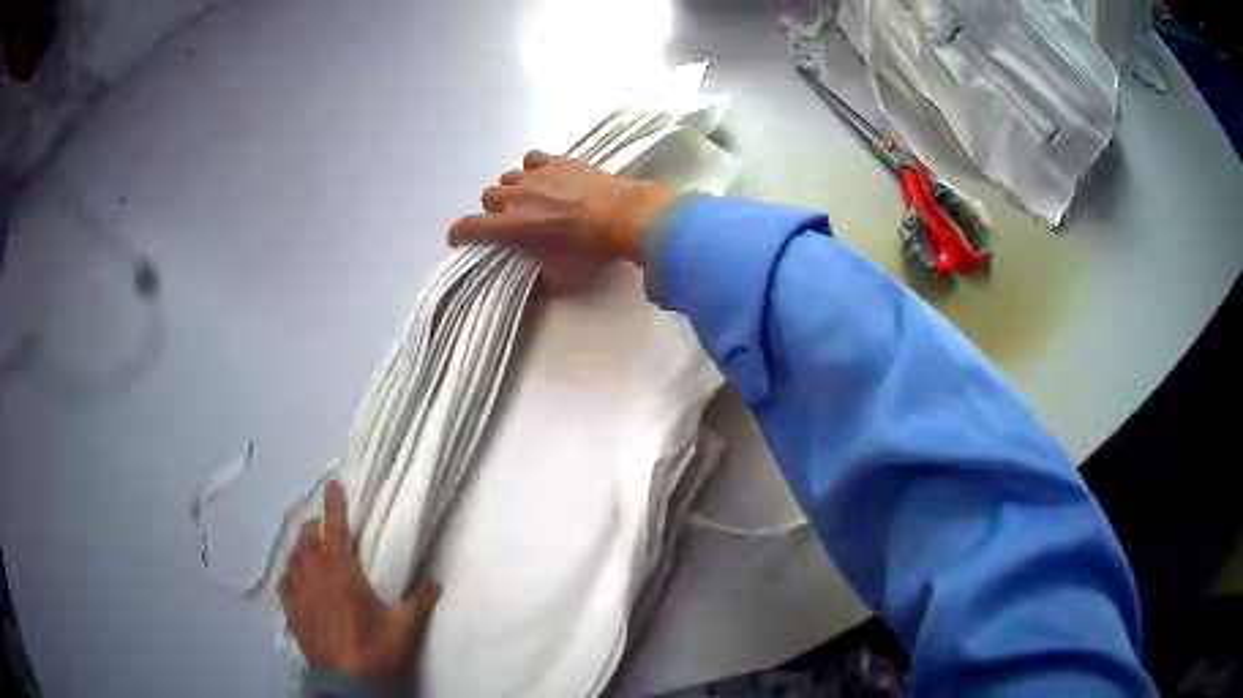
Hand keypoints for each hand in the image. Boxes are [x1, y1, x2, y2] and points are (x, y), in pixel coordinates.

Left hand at [280, 480, 438, 685]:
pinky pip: (284, 582)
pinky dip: (289, 573)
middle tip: (323, 526)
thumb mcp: (404, 627)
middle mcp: (315, 576)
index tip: (332, 483)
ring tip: (308, 547)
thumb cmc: (375, 649)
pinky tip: (294, 576)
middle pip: (308, 539)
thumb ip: (420, 601)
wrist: (346, 682)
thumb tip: (437, 581)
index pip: (336, 530)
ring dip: (301, 548)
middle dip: (315, 527)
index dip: (334, 505)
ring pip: (294, 557)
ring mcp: (299, 593)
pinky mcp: (291, 610)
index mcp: (342, 573)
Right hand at [448, 151, 675, 292]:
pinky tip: (544, 177)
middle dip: (493, 211)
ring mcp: (536, 176)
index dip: (458, 234)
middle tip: (510, 221)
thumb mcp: (560, 278)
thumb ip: (537, 277)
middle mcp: (517, 197)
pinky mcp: (556, 161)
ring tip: (530, 199)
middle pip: (487, 197)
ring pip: (508, 178)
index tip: (459, 240)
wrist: (624, 217)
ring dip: (512, 190)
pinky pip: (531, 160)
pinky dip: (532, 169)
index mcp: (512, 227)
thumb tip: (531, 277)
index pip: (469, 227)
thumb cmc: (591, 252)